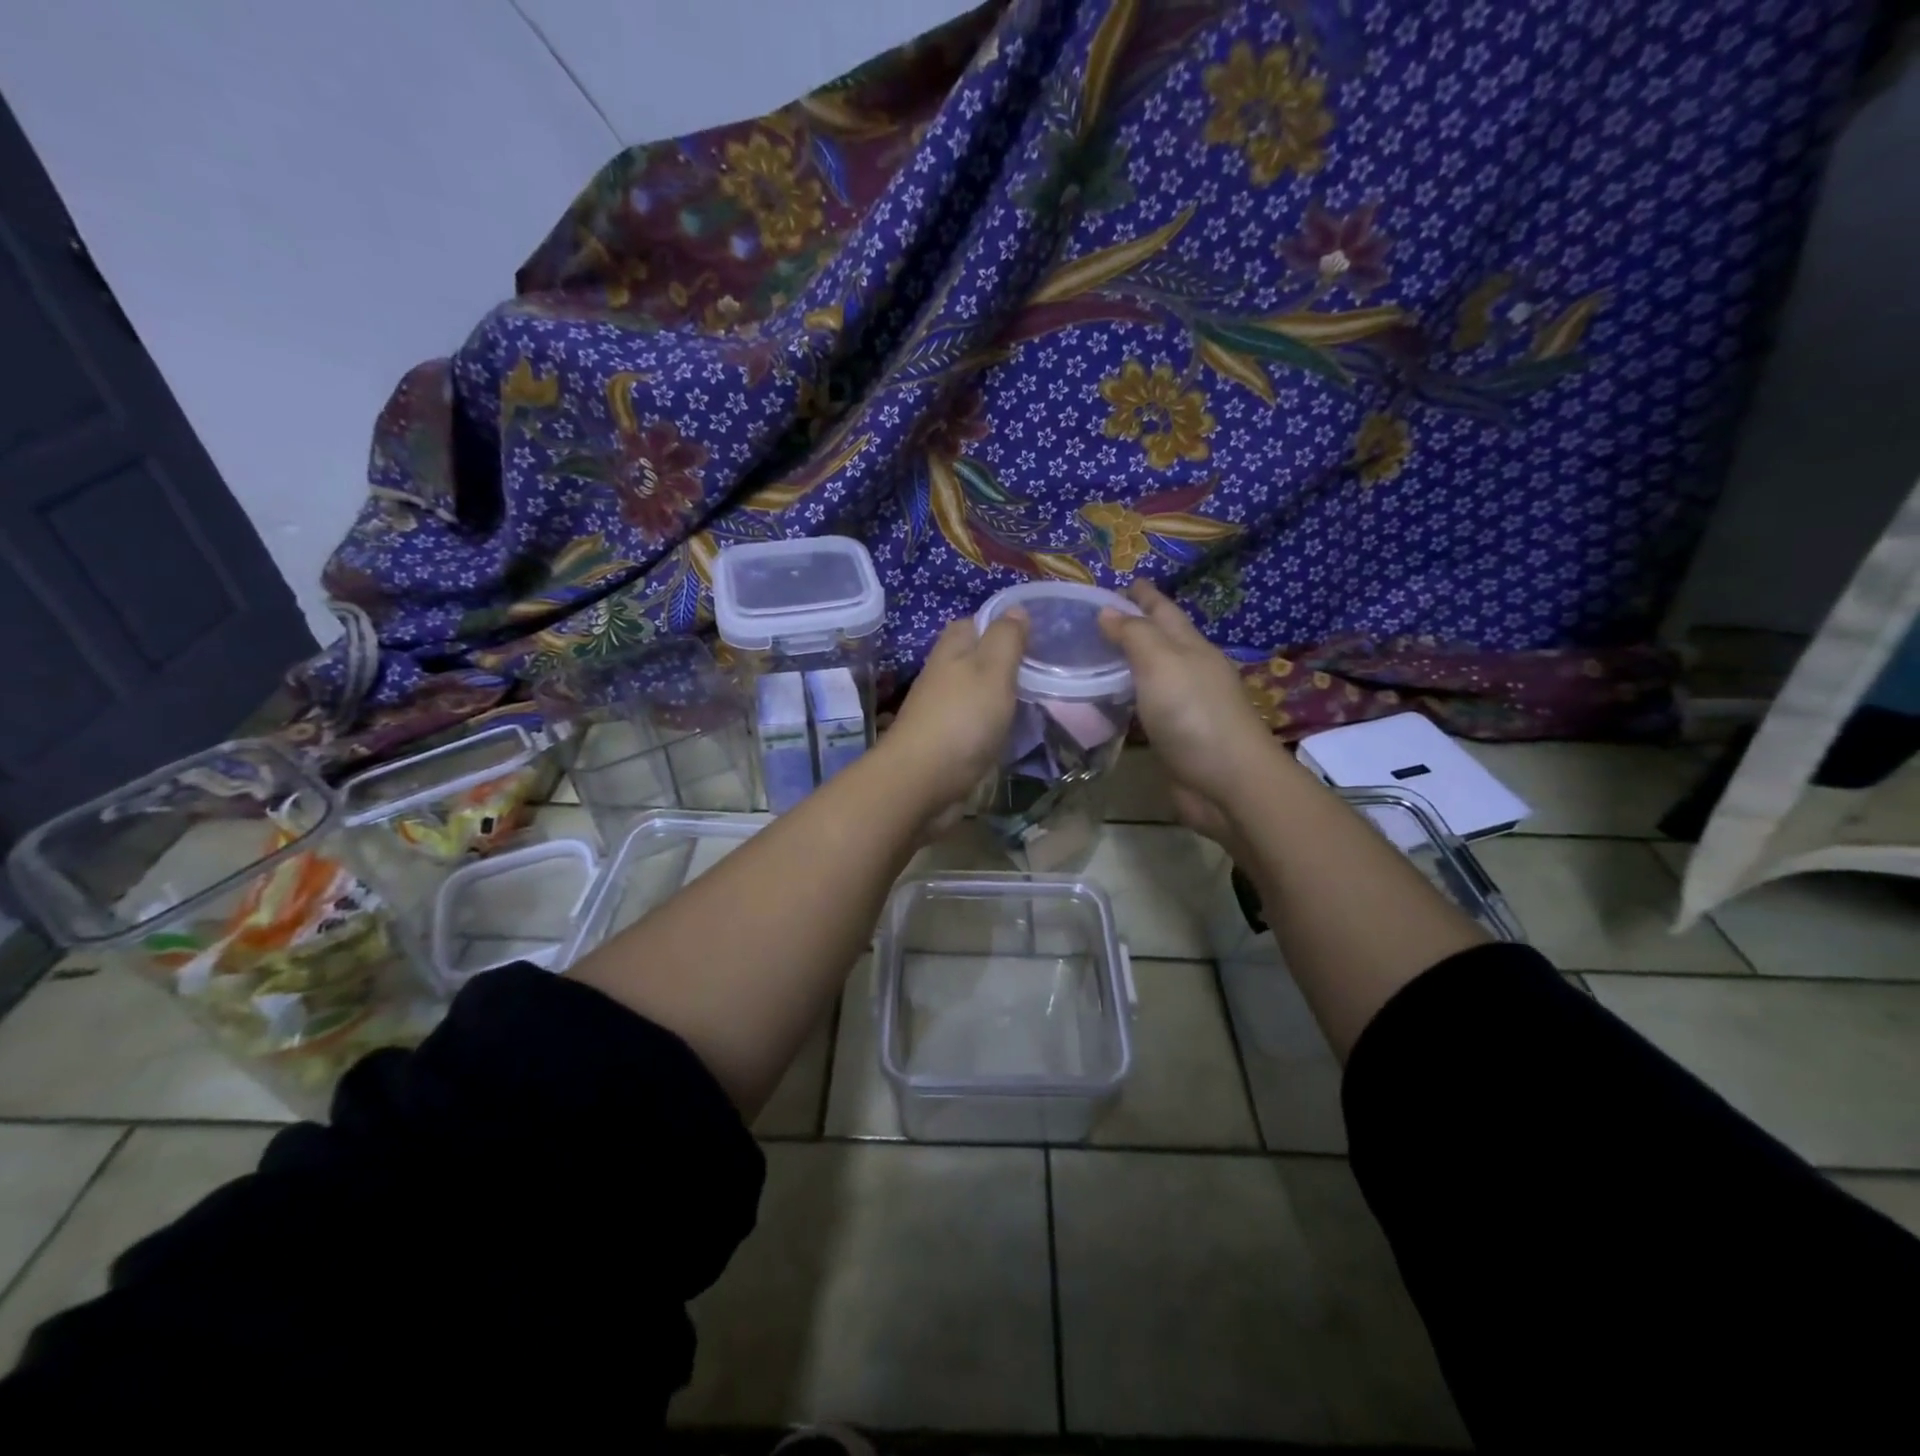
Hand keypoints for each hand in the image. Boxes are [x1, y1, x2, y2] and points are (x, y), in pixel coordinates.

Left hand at [882, 610, 1029, 815]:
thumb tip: (1015, 609)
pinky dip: (994, 722)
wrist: (922, 780)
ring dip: (1002, 693)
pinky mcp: (947, 740)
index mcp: (953, 649)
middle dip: (1007, 660)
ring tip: (1040, 696)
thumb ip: (1006, 638)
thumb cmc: (962, 718)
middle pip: (978, 657)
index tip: (1040, 634)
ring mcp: (943, 708)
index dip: (1005, 624)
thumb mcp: (992, 669)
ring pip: (978, 690)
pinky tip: (1015, 728)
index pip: (977, 622)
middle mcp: (944, 673)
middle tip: (1047, 668)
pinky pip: (976, 721)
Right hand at [1098, 579, 1281, 839]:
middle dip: (1133, 626)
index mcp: (1191, 647)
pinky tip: (1107, 701)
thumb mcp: (1162, 663)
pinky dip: (1126, 698)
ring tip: (1094, 656)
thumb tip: (1107, 611)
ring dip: (1128, 663)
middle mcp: (1189, 671)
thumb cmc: (1194, 715)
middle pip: (1159, 640)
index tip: (1122, 582)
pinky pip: (1144, 707)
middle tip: (1096, 619)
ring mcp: (1184, 706)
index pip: (1162, 610)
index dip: (1143, 595)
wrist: (1228, 783)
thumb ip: (1134, 635)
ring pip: (1151, 675)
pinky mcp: (1174, 737)